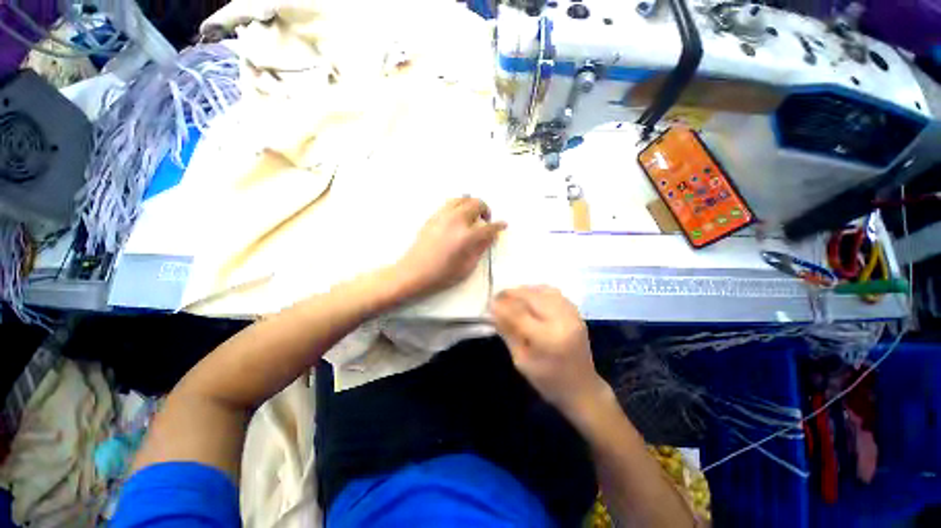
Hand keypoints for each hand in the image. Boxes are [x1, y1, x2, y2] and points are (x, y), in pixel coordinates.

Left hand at [395, 197, 506, 298]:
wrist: (414, 272)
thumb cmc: (442, 275)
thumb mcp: (467, 266)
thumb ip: (481, 248)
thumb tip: (490, 236)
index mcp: (466, 236)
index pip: (489, 227)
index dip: (498, 226)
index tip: (503, 225)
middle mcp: (456, 221)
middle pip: (477, 204)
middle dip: (486, 210)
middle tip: (486, 221)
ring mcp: (443, 216)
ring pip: (463, 198)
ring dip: (472, 204)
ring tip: (473, 216)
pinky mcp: (433, 216)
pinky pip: (450, 203)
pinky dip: (459, 205)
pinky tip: (459, 217)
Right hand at [491, 286, 609, 416]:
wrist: (582, 388)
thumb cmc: (548, 381)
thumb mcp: (521, 360)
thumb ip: (508, 332)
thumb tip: (494, 311)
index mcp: (548, 338)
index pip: (519, 313)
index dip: (502, 305)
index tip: (489, 303)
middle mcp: (562, 321)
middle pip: (532, 296)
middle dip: (511, 293)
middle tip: (497, 297)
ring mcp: (572, 314)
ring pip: (543, 290)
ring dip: (524, 290)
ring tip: (511, 296)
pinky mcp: (576, 312)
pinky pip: (554, 292)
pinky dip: (537, 291)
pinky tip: (528, 297)